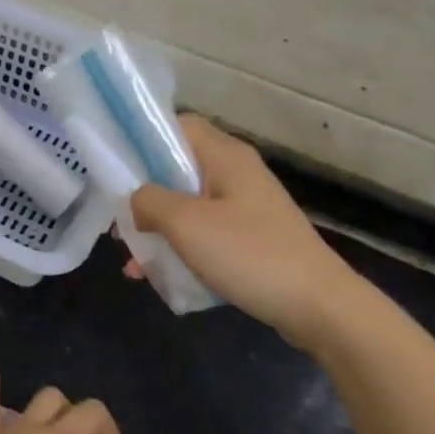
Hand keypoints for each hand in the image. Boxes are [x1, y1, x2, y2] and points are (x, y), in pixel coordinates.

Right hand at [129, 115, 367, 352]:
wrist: (320, 308)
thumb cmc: (249, 254)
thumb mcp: (186, 224)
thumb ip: (149, 201)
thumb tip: (136, 201)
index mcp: (225, 156)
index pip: (176, 125)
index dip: (142, 138)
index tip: (114, 165)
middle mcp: (236, 173)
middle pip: (177, 168)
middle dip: (143, 193)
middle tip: (117, 220)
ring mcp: (246, 207)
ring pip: (188, 205)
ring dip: (158, 227)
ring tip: (132, 260)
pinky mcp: (252, 238)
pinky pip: (205, 233)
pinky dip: (181, 247)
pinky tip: (159, 276)